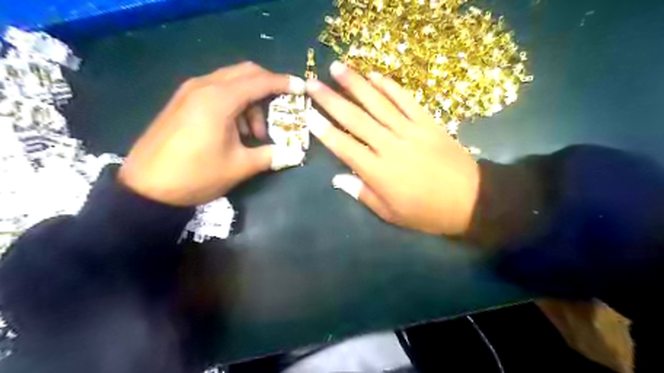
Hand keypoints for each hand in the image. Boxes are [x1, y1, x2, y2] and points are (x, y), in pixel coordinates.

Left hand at [119, 62, 304, 204]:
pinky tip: (234, 130)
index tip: (302, 88)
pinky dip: (234, 104)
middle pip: (246, 73)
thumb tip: (295, 154)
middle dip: (268, 88)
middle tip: (280, 110)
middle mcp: (204, 86)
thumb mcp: (239, 167)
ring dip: (250, 101)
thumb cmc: (196, 175)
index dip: (284, 83)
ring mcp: (190, 91)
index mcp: (220, 100)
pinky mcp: (182, 101)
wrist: (146, 187)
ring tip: (254, 133)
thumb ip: (271, 155)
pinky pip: (217, 91)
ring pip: (231, 82)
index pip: (260, 81)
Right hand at [303, 61, 480, 235]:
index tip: (308, 114)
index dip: (324, 130)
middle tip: (312, 83)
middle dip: (331, 100)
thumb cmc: (427, 212)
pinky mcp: (428, 122)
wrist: (471, 199)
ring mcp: (410, 130)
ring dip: (356, 84)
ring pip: (378, 103)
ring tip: (337, 68)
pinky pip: (406, 99)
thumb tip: (337, 179)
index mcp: (378, 172)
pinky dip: (390, 86)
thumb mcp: (391, 214)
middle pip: (355, 119)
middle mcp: (390, 146)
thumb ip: (363, 194)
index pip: (344, 146)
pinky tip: (375, 75)